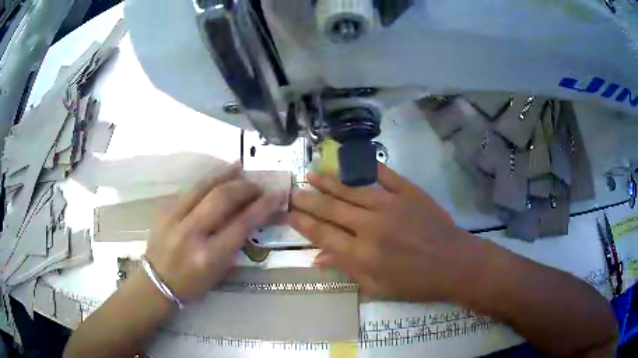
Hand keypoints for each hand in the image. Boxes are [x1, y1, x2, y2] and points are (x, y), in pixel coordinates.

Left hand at [145, 163, 285, 302]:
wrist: (156, 283)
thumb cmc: (192, 285)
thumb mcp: (219, 272)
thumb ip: (234, 244)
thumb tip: (249, 217)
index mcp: (209, 255)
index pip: (241, 223)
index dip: (262, 206)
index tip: (276, 195)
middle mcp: (192, 233)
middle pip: (222, 199)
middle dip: (245, 187)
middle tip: (258, 184)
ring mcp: (175, 218)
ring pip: (204, 187)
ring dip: (225, 175)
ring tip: (240, 167)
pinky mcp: (165, 210)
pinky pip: (190, 190)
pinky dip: (207, 180)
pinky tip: (218, 175)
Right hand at [290, 163, 474, 301]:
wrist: (455, 263)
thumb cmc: (417, 283)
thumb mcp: (379, 288)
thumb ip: (347, 270)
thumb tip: (317, 259)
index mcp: (363, 254)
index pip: (324, 234)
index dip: (303, 223)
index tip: (289, 213)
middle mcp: (371, 226)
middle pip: (332, 209)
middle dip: (308, 199)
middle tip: (293, 190)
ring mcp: (391, 205)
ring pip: (351, 190)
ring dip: (329, 182)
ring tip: (311, 174)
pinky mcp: (408, 192)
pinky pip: (384, 175)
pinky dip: (367, 168)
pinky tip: (352, 162)